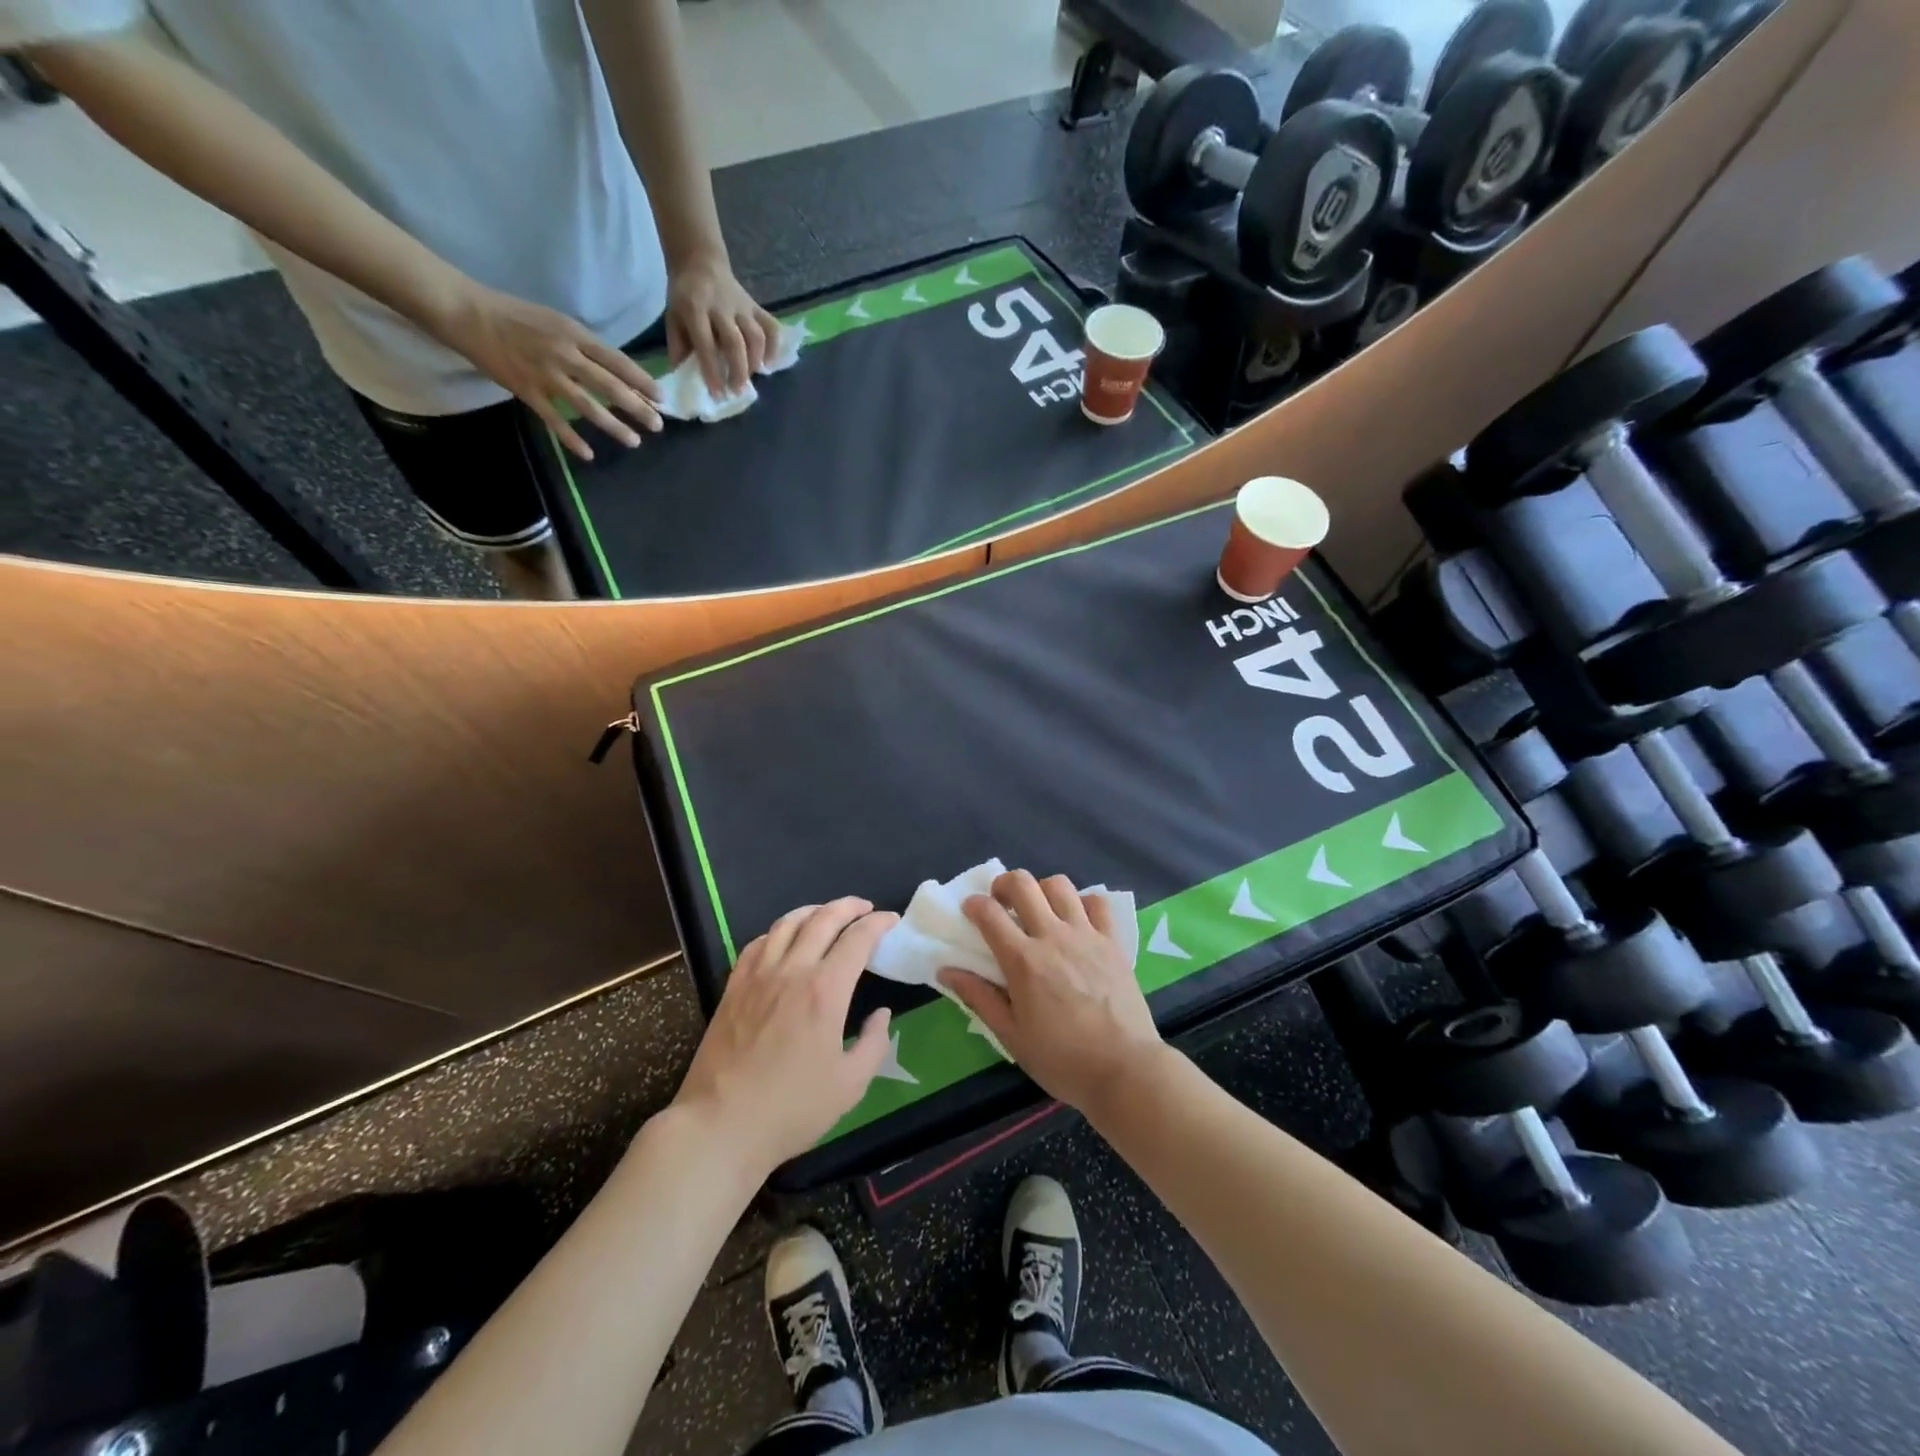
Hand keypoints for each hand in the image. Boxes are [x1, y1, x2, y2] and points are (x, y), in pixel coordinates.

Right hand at [430, 280, 662, 460]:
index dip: (641, 381)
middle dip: (637, 408)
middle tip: (658, 425)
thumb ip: (586, 346)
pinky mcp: (527, 391)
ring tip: (634, 441)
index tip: (661, 397)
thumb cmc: (516, 315)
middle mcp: (564, 355)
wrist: (468, 313)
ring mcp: (546, 375)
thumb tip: (618, 372)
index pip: (617, 361)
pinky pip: (554, 420)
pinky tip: (589, 454)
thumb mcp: (558, 322)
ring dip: (613, 426)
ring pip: (587, 406)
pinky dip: (572, 439)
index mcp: (574, 334)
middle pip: (609, 386)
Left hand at [666, 252, 781, 396]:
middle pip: (735, 342)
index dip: (712, 371)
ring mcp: (742, 306)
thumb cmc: (685, 296)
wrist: (700, 262)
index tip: (718, 394)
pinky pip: (771, 326)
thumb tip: (684, 379)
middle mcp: (720, 307)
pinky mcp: (756, 306)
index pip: (706, 344)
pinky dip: (774, 347)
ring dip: (756, 361)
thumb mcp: (672, 318)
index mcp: (695, 309)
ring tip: (752, 377)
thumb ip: (679, 347)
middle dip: (738, 370)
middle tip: (738, 391)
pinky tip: (769, 363)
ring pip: (756, 335)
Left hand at [674, 897, 897, 1174]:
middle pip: (823, 919)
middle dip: (849, 907)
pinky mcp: (733, 988)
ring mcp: (758, 976)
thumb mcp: (850, 1085)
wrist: (720, 1126)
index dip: (878, 924)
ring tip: (827, 914)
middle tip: (865, 908)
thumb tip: (881, 1014)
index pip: (857, 939)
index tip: (891, 921)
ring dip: (813, 911)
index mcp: (825, 991)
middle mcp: (792, 971)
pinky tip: (785, 939)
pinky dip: (778, 931)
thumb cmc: (791, 1110)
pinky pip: (758, 943)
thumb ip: (874, 1044)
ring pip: (787, 923)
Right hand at [941, 870, 1165, 1116]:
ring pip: (1059, 885)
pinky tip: (1076, 921)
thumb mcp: (1011, 1036)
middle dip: (1004, 884)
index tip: (970, 912)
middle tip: (1001, 903)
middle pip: (1023, 883)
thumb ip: (979, 998)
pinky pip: (1097, 903)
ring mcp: (1086, 935)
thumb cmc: (1062, 1059)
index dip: (974, 905)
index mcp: (1023, 961)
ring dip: (1041, 890)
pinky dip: (1082, 903)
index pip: (989, 913)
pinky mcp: (1113, 941)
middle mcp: (1053, 937)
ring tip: (1039, 911)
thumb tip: (946, 970)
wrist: (1125, 1070)